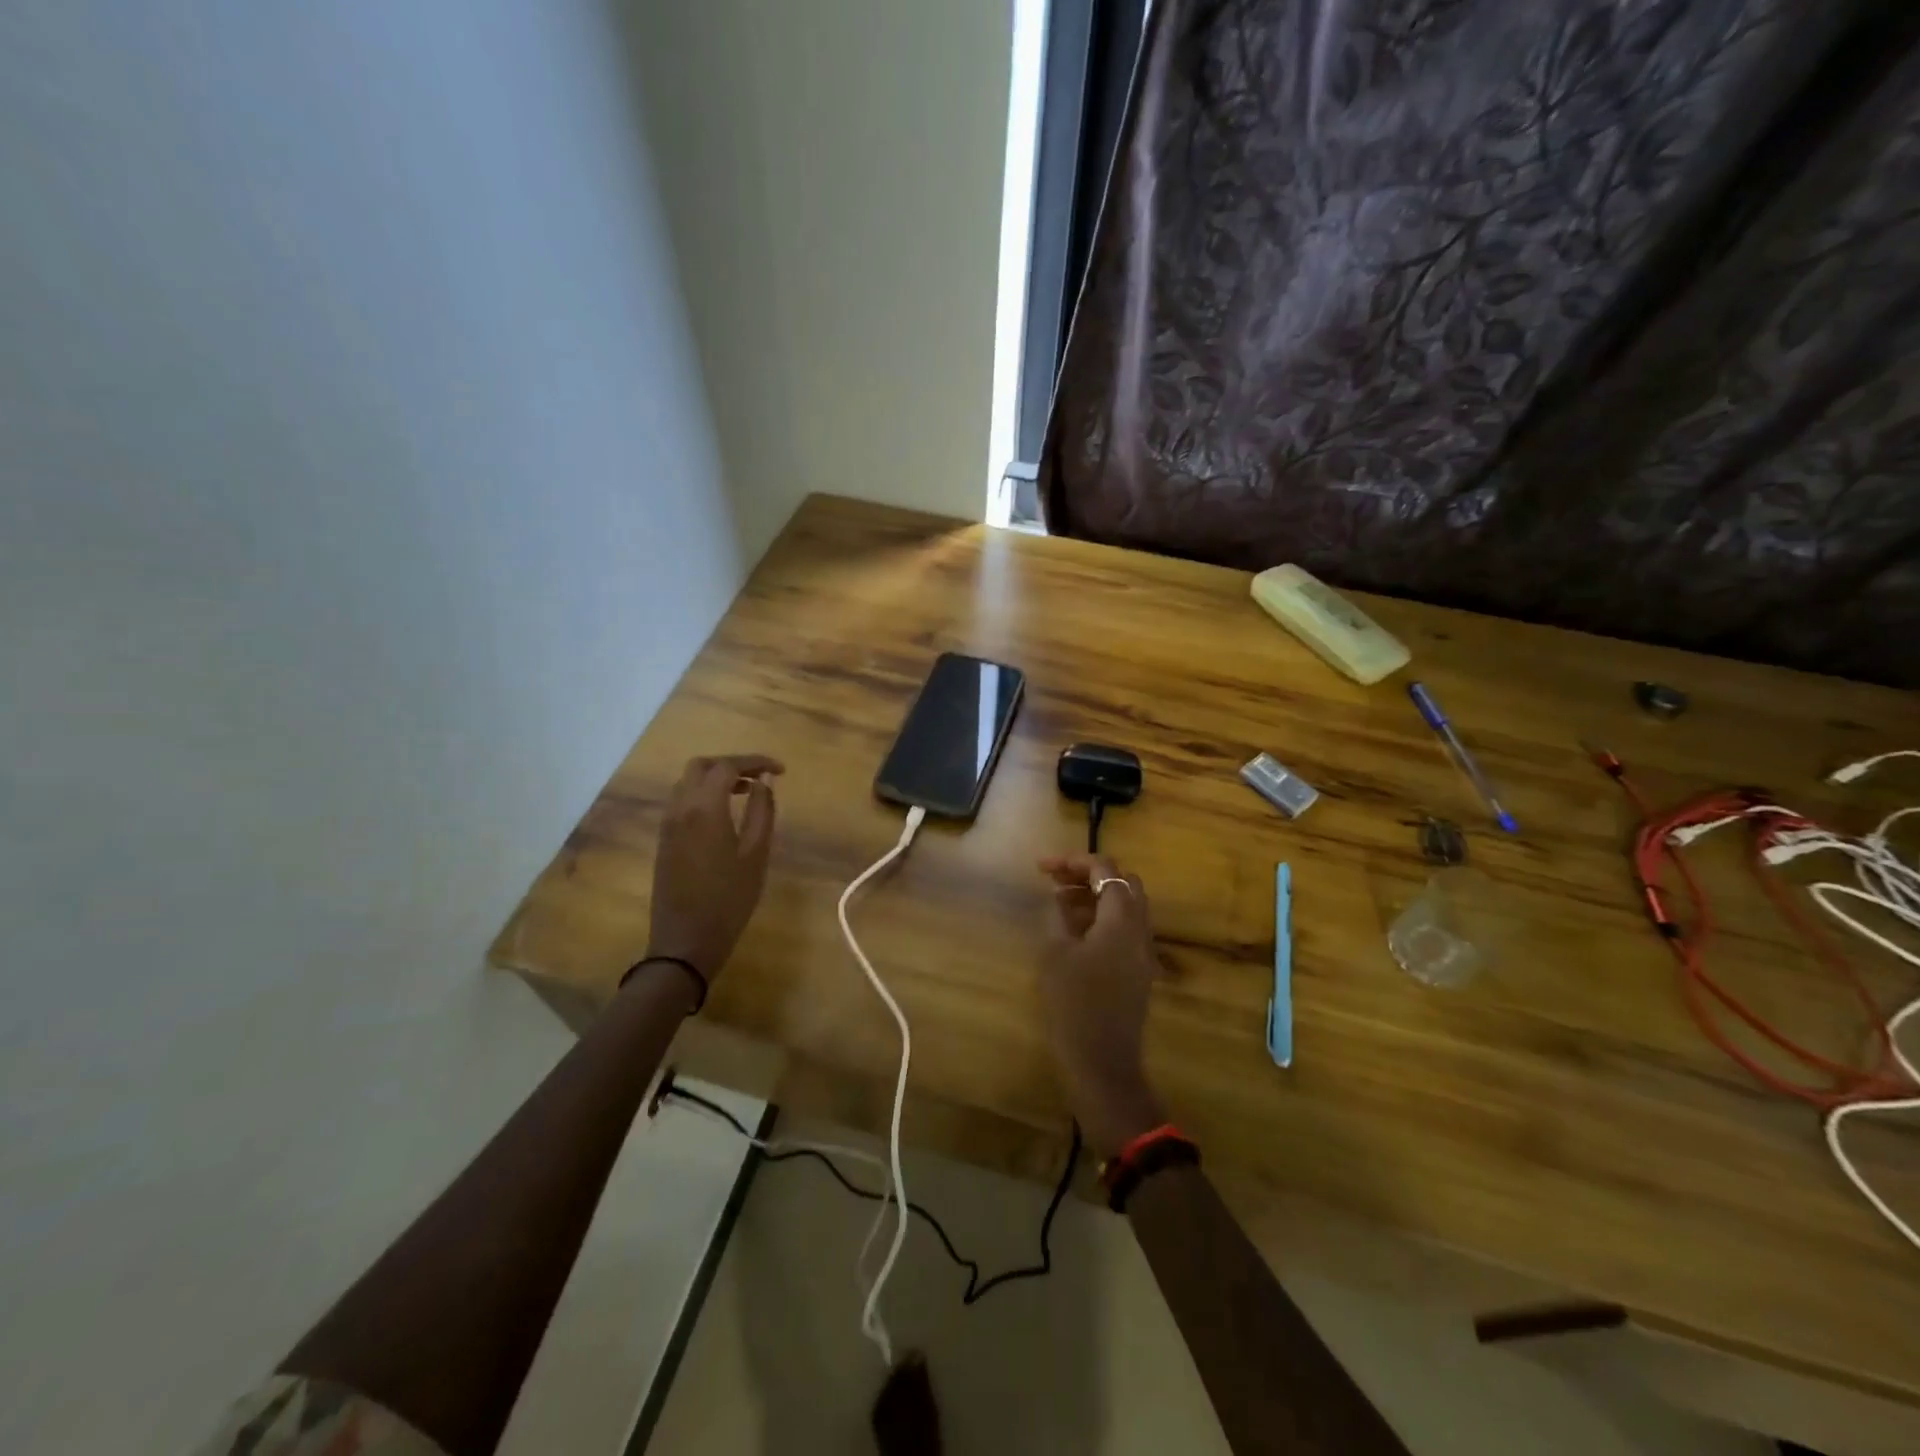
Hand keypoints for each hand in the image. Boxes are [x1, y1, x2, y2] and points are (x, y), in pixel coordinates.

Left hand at [644, 754, 783, 982]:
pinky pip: (681, 801)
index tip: (780, 770)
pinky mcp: (664, 840)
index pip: (728, 766)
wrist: (685, 942)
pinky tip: (724, 814)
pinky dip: (703, 794)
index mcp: (704, 808)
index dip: (755, 761)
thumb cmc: (729, 900)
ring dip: (716, 778)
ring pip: (687, 782)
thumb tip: (764, 782)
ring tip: (746, 793)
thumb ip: (762, 811)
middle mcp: (680, 808)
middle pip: (701, 766)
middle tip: (760, 777)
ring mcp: (667, 824)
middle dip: (731, 764)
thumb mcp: (756, 855)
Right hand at [1036, 853, 1167, 1158]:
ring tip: (1059, 903)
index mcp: (1122, 920)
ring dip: (1095, 897)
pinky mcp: (1138, 972)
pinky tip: (1074, 932)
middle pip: (1123, 883)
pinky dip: (1102, 918)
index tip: (1042, 867)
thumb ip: (1059, 916)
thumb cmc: (1074, 1005)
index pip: (1105, 869)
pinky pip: (1125, 930)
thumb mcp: (1056, 954)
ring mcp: (1143, 952)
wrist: (1103, 1064)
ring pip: (1126, 907)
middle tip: (1055, 882)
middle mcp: (1140, 930)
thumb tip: (1061, 898)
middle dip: (1088, 875)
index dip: (1073, 861)